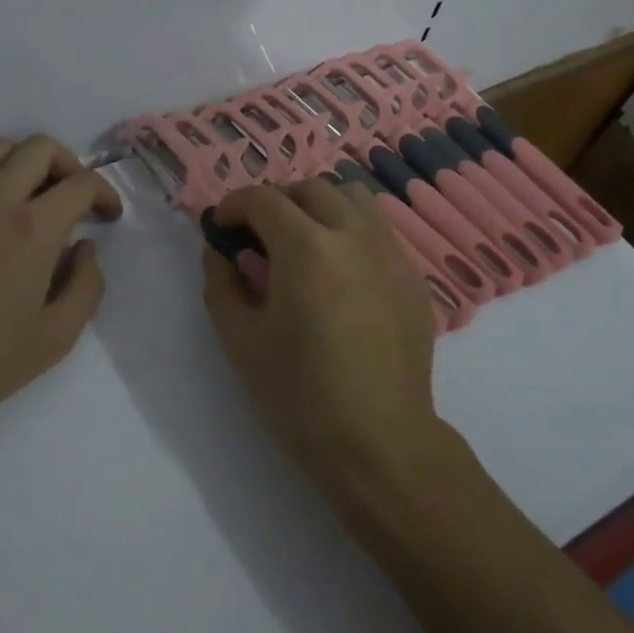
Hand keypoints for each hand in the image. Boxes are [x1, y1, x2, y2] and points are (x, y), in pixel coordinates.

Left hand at [0, 135, 121, 436]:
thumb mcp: (57, 337)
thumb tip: (85, 249)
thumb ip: (87, 287)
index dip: (105, 193)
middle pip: (40, 147)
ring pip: (0, 148)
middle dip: (70, 164)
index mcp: (34, 228)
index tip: (109, 217)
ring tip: (37, 194)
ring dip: (28, 161)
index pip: (81, 184)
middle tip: (76, 198)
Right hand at [202, 179, 444, 494]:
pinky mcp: (412, 277)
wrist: (380, 444)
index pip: (263, 199)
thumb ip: (220, 282)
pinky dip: (352, 231)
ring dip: (320, 207)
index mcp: (306, 247)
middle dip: (276, 201)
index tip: (222, 228)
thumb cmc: (300, 394)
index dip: (234, 206)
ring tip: (304, 241)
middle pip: (310, 188)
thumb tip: (220, 252)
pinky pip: (379, 230)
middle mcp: (353, 235)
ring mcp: (391, 253)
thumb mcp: (239, 339)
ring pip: (353, 198)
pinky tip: (341, 272)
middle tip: (259, 234)